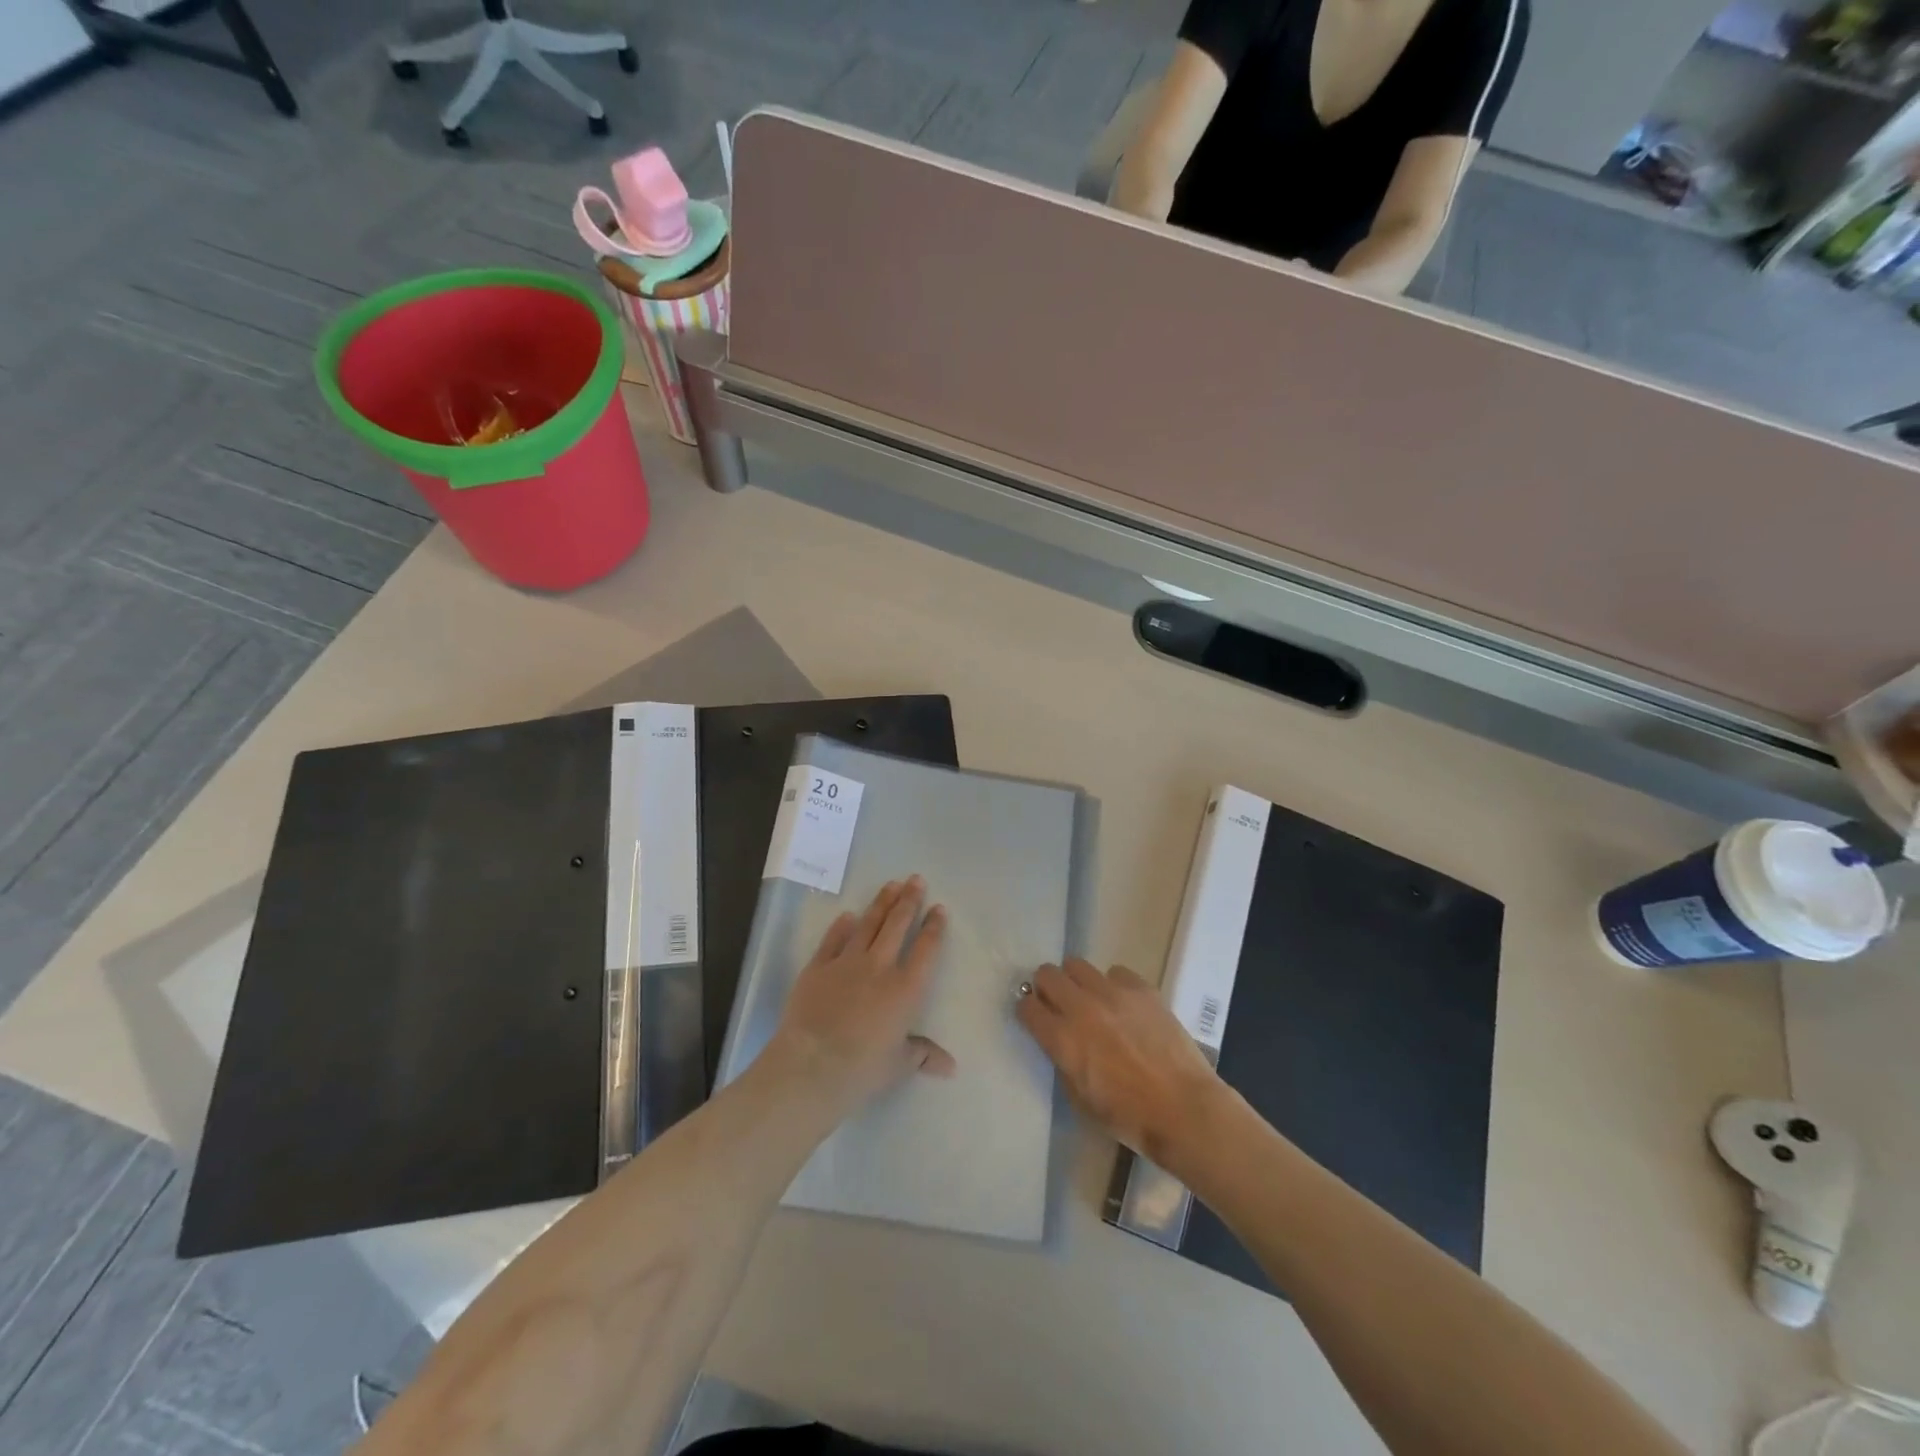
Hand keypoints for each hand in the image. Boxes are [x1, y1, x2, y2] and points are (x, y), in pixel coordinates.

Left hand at [768, 877, 954, 1118]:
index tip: (939, 908)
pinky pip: (833, 940)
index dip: (934, 927)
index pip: (925, 949)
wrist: (813, 1064)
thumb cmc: (863, 1069)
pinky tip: (848, 915)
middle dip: (909, 900)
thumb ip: (923, 1055)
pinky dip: (842, 926)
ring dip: (881, 903)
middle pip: (897, 925)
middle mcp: (879, 967)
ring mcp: (846, 962)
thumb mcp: (900, 1065)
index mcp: (905, 989)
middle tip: (916, 879)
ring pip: (868, 924)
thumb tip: (950, 1067)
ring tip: (891, 884)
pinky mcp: (818, 967)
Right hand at [1016, 958, 1224, 1168]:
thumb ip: (1063, 1062)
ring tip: (1089, 999)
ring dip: (1076, 981)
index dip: (1028, 1011)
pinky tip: (1123, 1005)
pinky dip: (1112, 985)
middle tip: (1057, 1004)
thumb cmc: (1130, 1117)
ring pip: (1076, 965)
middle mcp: (1082, 1007)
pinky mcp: (1141, 988)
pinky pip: (1115, 972)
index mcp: (1063, 1039)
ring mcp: (1113, 993)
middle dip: (1046, 988)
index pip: (1027, 1007)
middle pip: (1046, 974)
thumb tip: (1060, 1041)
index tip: (1034, 1018)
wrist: (1184, 1109)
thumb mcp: (1081, 1099)